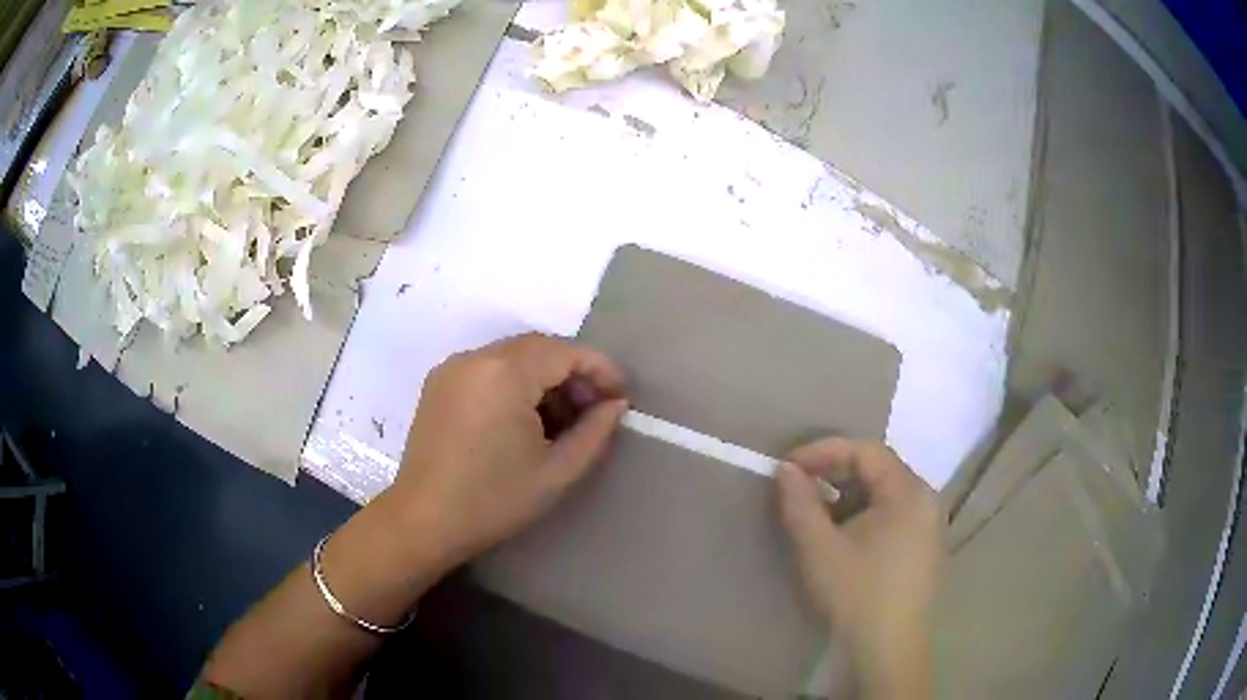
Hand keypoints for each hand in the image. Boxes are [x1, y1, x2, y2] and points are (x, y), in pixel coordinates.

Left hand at [390, 333, 628, 567]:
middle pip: (539, 348)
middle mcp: (476, 357)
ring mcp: (453, 368)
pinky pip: (489, 368)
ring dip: (544, 377)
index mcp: (505, 373)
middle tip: (594, 410)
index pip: (565, 352)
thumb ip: (594, 432)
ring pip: (513, 356)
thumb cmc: (493, 500)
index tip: (620, 397)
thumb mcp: (556, 471)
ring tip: (562, 419)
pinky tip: (525, 418)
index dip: (600, 369)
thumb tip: (615, 405)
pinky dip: (515, 382)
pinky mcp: (439, 383)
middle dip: (573, 372)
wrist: (423, 521)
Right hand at [775, 439, 944, 697]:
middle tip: (799, 487)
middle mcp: (927, 500)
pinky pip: (894, 515)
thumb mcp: (819, 548)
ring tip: (816, 513)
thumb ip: (800, 503)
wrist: (887, 650)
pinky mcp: (926, 549)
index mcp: (909, 492)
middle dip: (835, 473)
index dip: (824, 451)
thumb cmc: (855, 594)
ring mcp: (930, 526)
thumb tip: (786, 469)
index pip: (866, 451)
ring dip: (848, 496)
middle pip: (879, 470)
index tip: (788, 466)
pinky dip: (864, 515)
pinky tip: (843, 538)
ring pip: (885, 494)